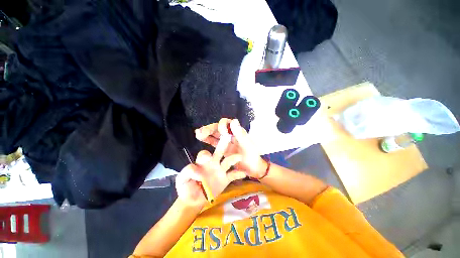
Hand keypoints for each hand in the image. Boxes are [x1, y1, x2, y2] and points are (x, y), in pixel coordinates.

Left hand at [175, 148, 246, 207]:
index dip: (206, 155)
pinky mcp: (225, 179)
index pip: (205, 154)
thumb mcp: (182, 180)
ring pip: (228, 161)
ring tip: (239, 157)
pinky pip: (233, 175)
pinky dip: (238, 174)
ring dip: (233, 158)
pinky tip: (244, 173)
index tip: (207, 160)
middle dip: (223, 144)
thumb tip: (199, 172)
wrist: (194, 199)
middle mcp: (213, 163)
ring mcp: (220, 170)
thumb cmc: (186, 187)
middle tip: (227, 136)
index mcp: (202, 162)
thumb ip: (187, 173)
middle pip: (219, 151)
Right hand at [195, 118, 267, 178]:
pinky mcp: (222, 148)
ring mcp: (225, 141)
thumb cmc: (252, 156)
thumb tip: (233, 120)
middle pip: (218, 128)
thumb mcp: (247, 145)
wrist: (252, 169)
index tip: (222, 132)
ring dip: (206, 133)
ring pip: (214, 134)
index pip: (227, 123)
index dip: (222, 125)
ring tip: (198, 134)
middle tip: (201, 132)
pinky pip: (213, 142)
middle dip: (209, 129)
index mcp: (237, 131)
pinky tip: (200, 138)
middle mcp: (230, 134)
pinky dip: (207, 139)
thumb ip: (240, 134)